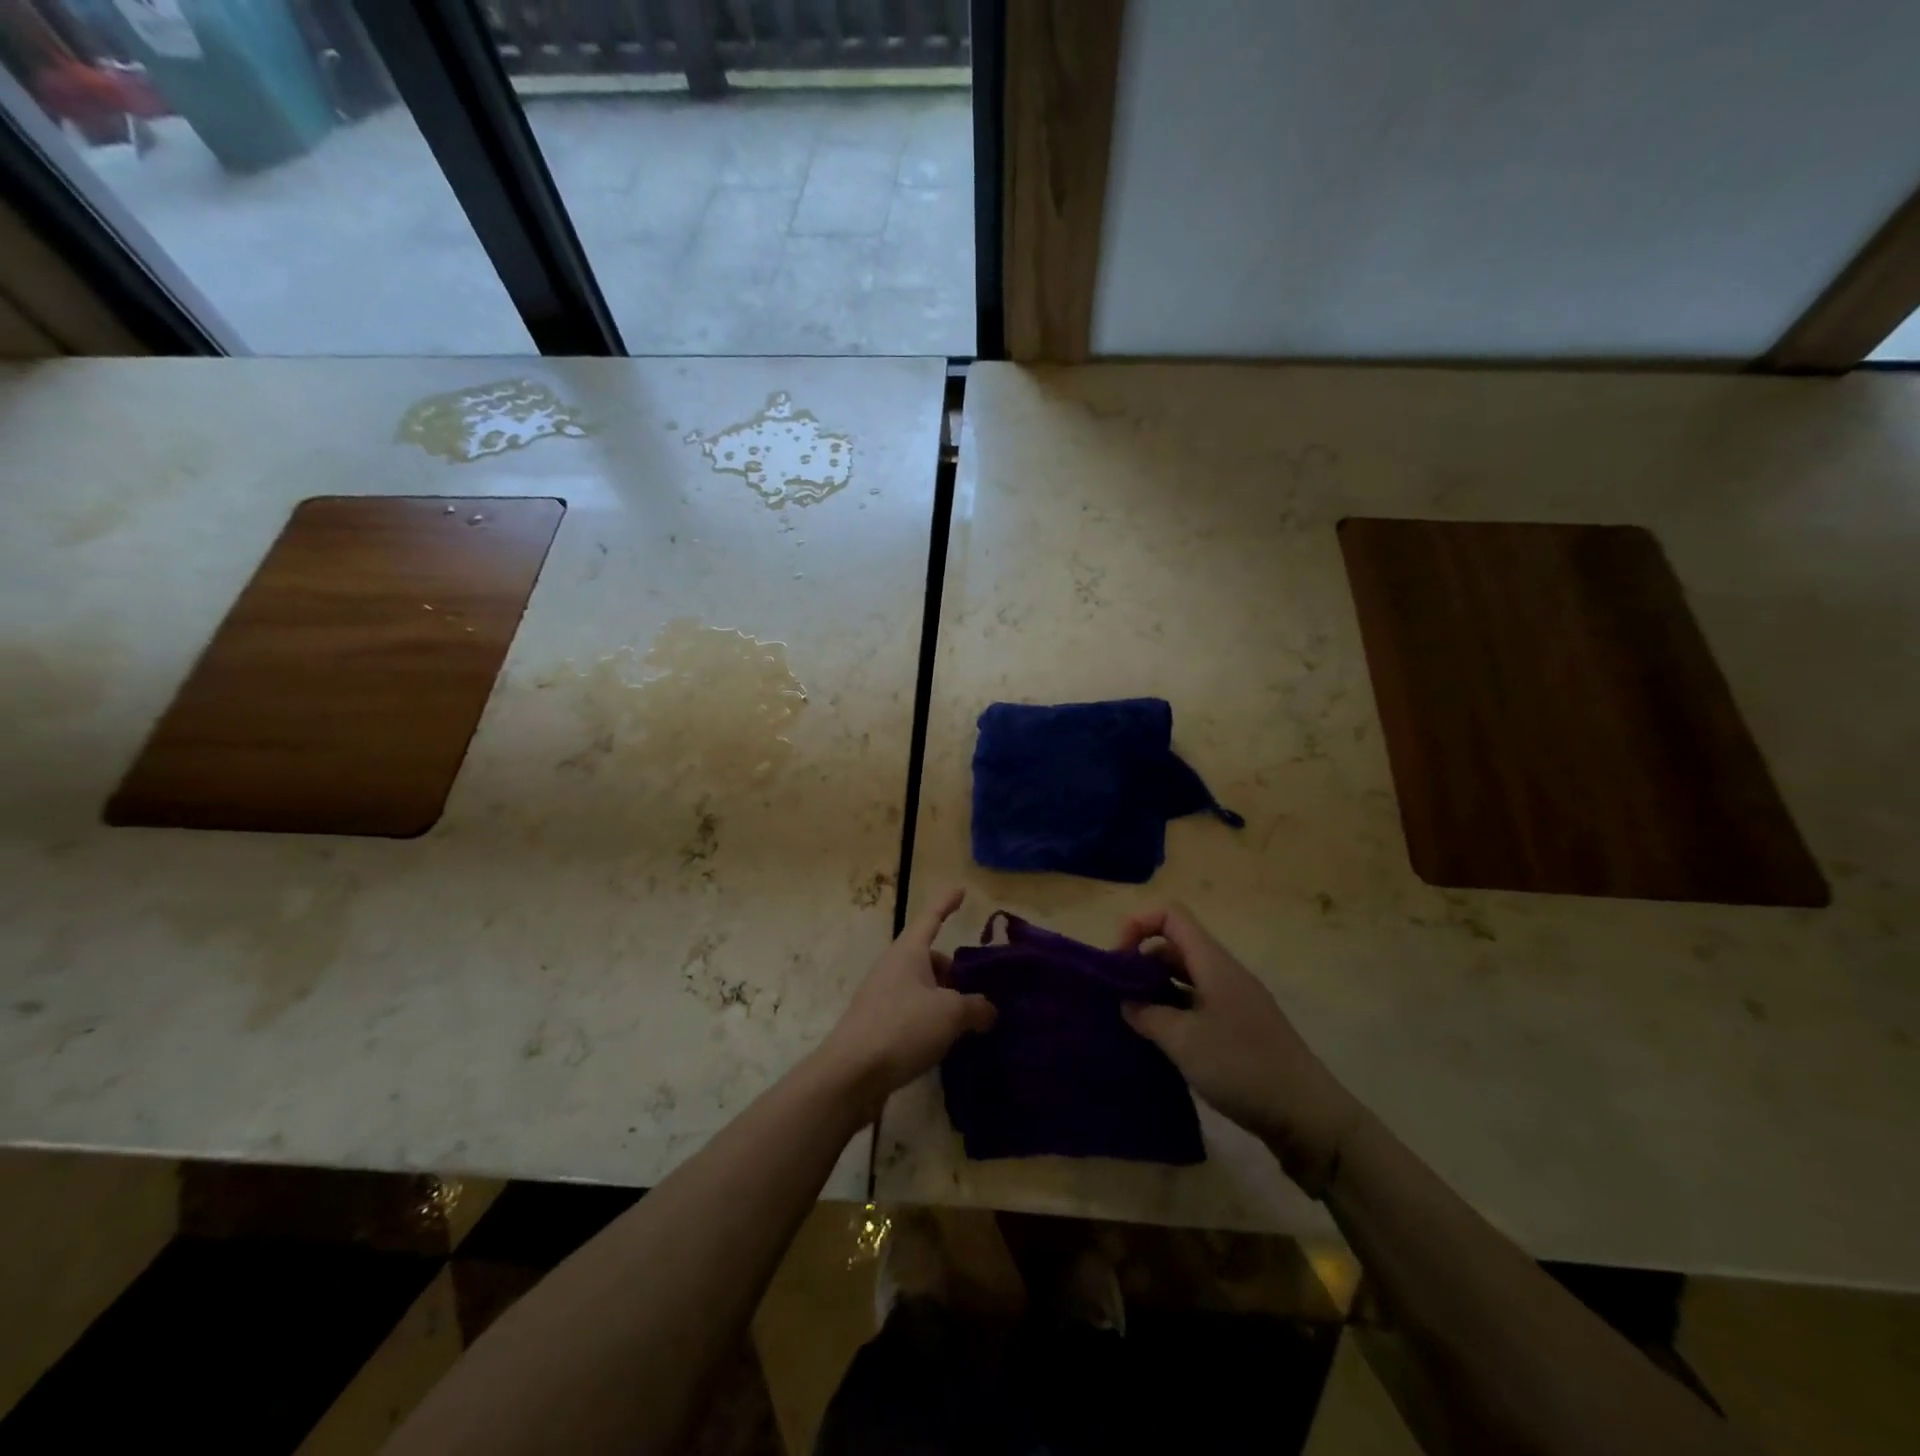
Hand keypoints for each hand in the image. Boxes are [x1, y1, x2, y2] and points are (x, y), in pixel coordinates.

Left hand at [814, 887, 995, 1121]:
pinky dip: (930, 1020)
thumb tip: (988, 1010)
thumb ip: (976, 1007)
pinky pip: (912, 1012)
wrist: (851, 1073)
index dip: (946, 903)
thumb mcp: (951, 1013)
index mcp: (908, 953)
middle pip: (928, 958)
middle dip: (952, 970)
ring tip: (966, 1022)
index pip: (931, 918)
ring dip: (943, 999)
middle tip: (976, 989)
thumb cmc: (902, 1028)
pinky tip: (944, 1042)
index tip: (960, 889)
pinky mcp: (877, 1025)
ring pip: (921, 988)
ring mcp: (881, 997)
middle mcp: (892, 968)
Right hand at [1118, 905, 1363, 1197]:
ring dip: (1156, 989)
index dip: (1138, 925)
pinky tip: (1160, 1040)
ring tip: (1132, 1018)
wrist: (1309, 1118)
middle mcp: (1225, 974)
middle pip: (1175, 946)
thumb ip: (1147, 1014)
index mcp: (1214, 964)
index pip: (1171, 916)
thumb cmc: (1243, 1068)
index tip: (1117, 960)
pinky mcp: (1240, 1029)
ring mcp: (1235, 1001)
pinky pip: (1197, 1003)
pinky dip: (1174, 1011)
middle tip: (1117, 994)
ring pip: (1185, 977)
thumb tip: (1127, 1002)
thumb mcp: (1184, 1041)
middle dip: (1141, 960)